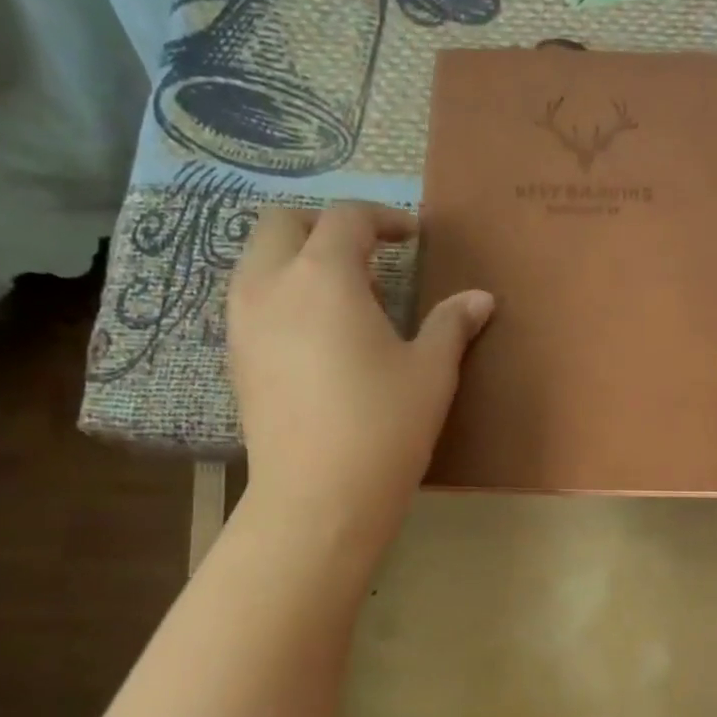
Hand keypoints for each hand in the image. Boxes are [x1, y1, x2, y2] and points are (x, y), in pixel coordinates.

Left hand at [227, 203, 491, 553]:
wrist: (318, 497)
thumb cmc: (383, 425)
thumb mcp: (431, 372)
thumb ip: (451, 324)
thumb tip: (481, 298)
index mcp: (323, 276)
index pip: (346, 218)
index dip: (383, 218)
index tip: (412, 237)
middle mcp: (270, 285)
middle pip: (282, 224)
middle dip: (326, 226)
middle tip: (369, 255)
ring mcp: (242, 323)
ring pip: (258, 261)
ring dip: (298, 259)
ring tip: (344, 296)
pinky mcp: (235, 360)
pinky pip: (251, 302)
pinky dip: (282, 295)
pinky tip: (317, 337)